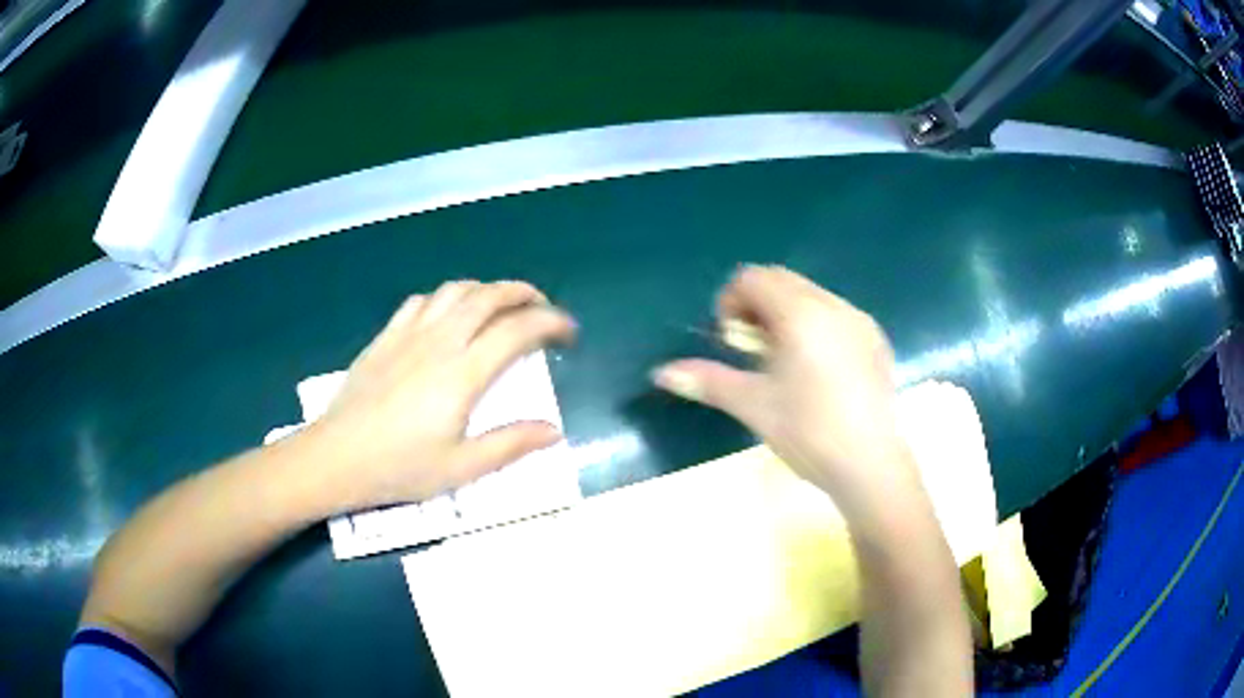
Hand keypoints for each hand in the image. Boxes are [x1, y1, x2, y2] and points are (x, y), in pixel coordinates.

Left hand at [304, 280, 575, 510]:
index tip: (569, 334)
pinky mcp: (386, 337)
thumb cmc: (399, 467)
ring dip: (486, 290)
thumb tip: (554, 431)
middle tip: (542, 309)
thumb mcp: (461, 468)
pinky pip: (421, 301)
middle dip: (524, 294)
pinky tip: (447, 315)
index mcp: (463, 373)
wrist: (336, 456)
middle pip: (489, 296)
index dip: (552, 323)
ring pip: (455, 290)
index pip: (518, 330)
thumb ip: (510, 445)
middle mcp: (440, 341)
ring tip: (501, 306)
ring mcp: (409, 334)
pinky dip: (446, 298)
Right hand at [653, 266, 918, 519]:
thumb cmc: (808, 432)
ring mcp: (859, 321)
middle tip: (751, 351)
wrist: (871, 465)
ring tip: (783, 363)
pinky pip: (836, 314)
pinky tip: (817, 372)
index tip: (730, 341)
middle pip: (783, 281)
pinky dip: (815, 326)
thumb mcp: (753, 405)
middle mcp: (833, 305)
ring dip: (786, 315)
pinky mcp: (876, 340)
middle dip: (757, 306)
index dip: (730, 301)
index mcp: (800, 313)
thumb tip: (661, 373)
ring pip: (811, 296)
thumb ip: (706, 381)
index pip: (754, 277)